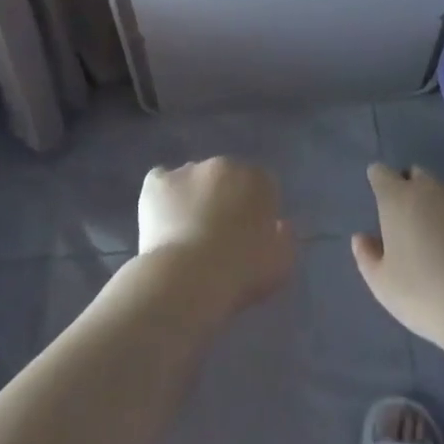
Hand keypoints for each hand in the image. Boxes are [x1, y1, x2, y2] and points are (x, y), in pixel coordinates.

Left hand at [137, 158, 295, 318]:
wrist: (190, 279)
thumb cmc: (242, 273)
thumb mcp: (280, 264)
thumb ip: (286, 239)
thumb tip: (280, 225)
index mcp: (258, 179)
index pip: (261, 185)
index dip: (254, 210)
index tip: (247, 237)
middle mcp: (225, 164)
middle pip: (225, 178)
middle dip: (222, 199)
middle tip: (215, 236)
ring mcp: (189, 169)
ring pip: (193, 179)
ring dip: (192, 198)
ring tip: (185, 235)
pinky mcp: (158, 182)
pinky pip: (161, 182)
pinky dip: (162, 198)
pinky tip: (161, 223)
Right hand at [352, 164, 443, 347]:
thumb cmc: (426, 298)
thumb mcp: (383, 287)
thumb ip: (367, 257)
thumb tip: (361, 237)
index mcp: (397, 199)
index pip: (380, 174)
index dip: (380, 183)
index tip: (383, 201)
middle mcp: (430, 187)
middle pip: (416, 176)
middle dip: (414, 193)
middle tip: (418, 227)